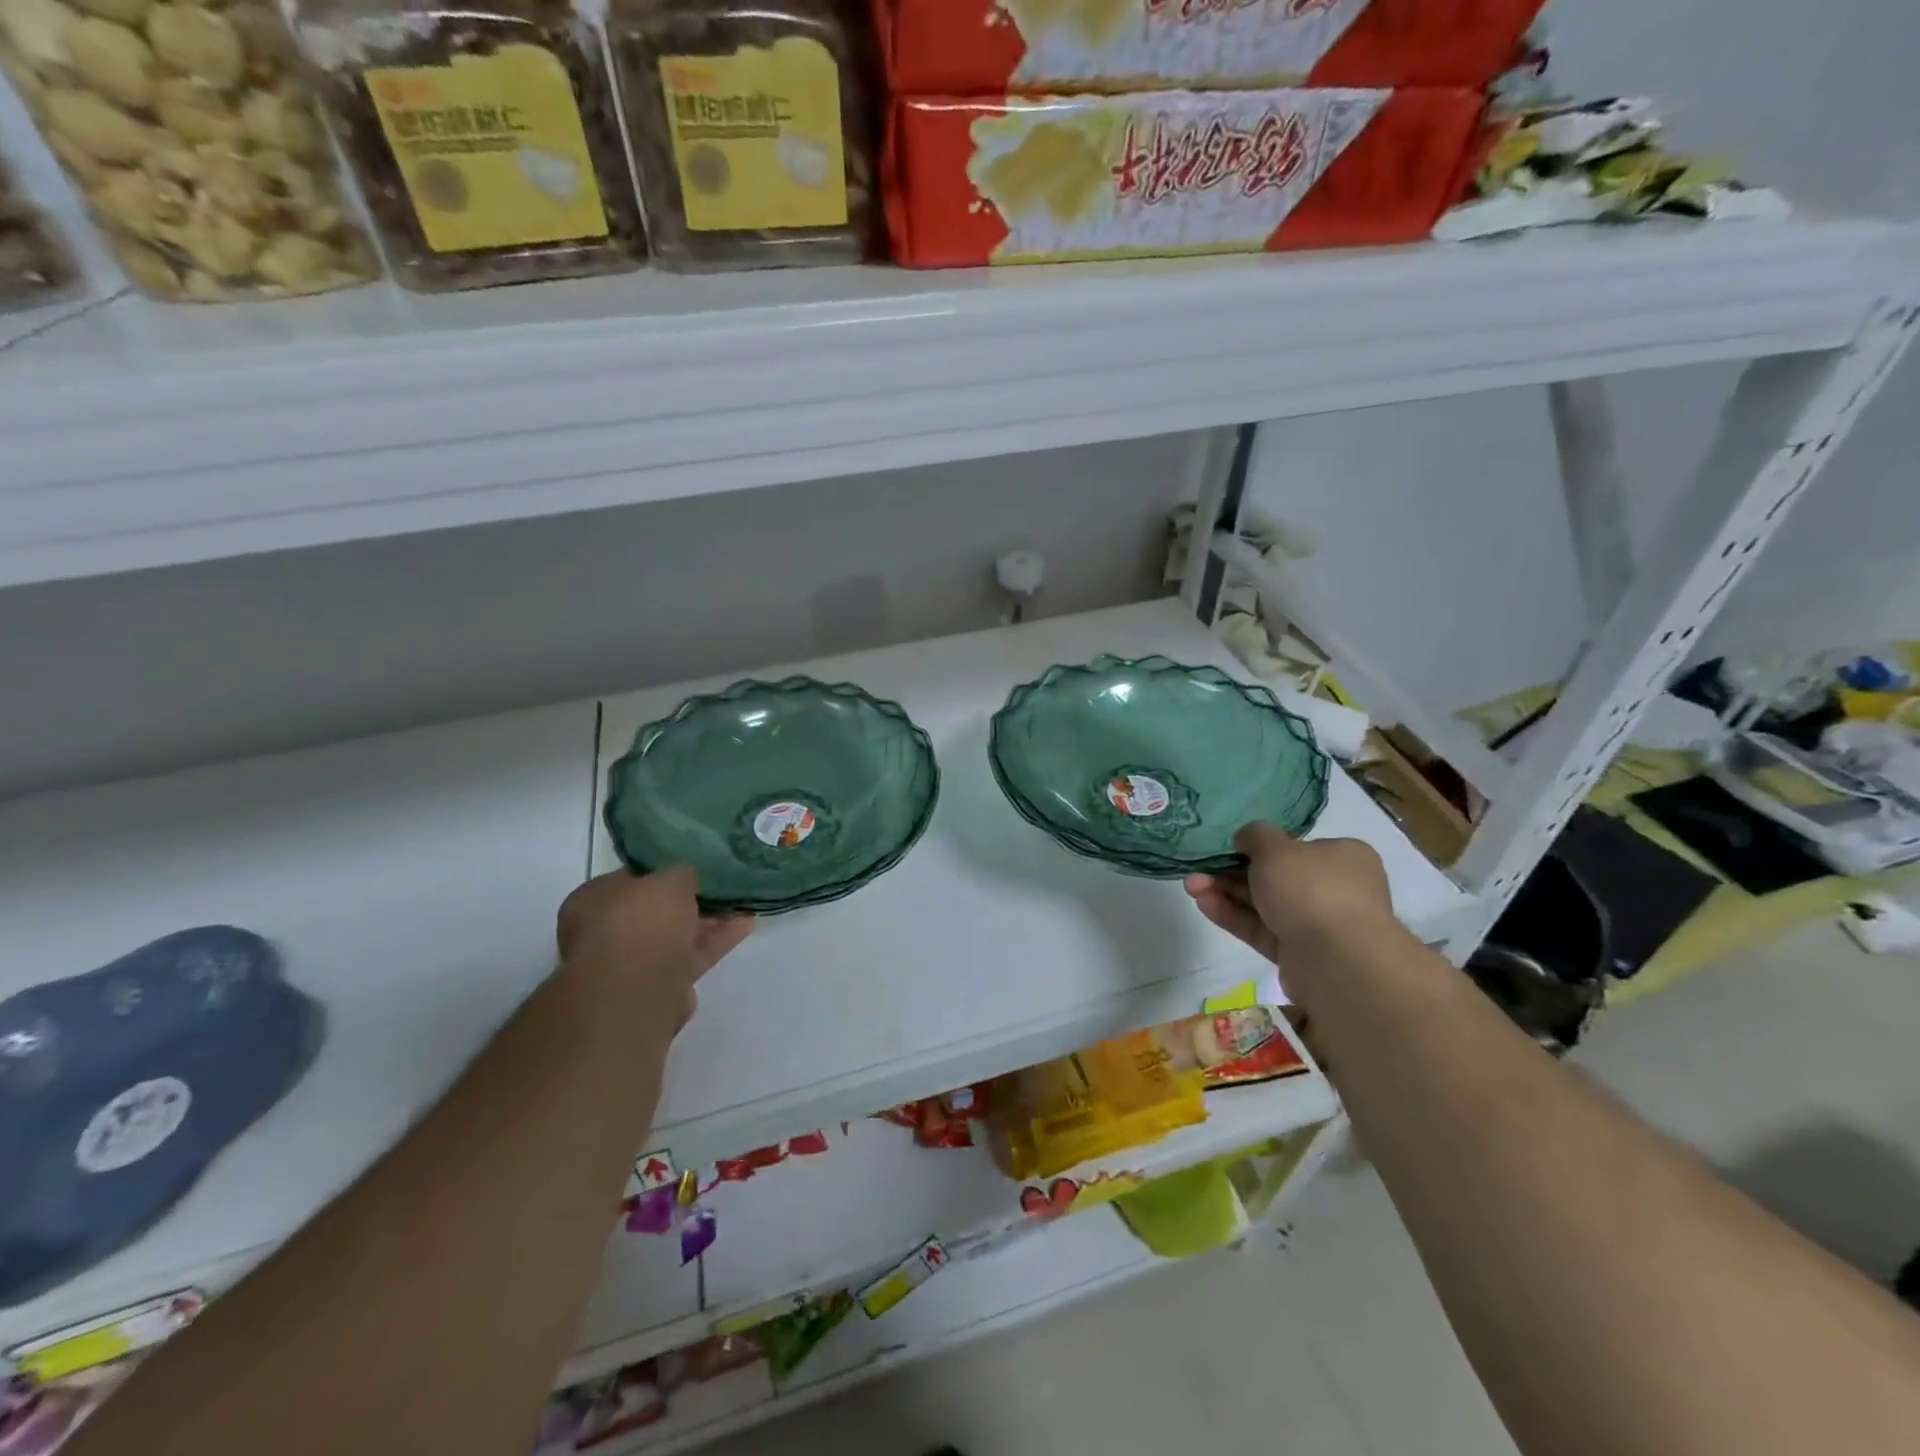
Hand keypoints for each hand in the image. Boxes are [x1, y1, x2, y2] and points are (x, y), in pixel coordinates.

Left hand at [556, 868, 751, 1028]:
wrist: (638, 989)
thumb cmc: (642, 921)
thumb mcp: (670, 879)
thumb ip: (681, 873)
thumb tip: (687, 875)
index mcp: (592, 900)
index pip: (630, 879)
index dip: (662, 871)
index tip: (691, 867)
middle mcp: (604, 932)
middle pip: (654, 911)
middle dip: (688, 901)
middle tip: (719, 887)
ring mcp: (630, 963)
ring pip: (675, 936)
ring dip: (707, 922)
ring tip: (741, 905)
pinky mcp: (658, 986)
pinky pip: (690, 957)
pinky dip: (715, 942)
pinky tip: (744, 926)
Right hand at [1184, 823, 1398, 965]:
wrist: (1337, 961)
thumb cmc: (1311, 889)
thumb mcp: (1275, 847)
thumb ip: (1255, 836)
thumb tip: (1246, 839)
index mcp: (1342, 857)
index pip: (1297, 847)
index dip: (1261, 846)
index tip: (1230, 846)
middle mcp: (1334, 889)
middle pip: (1274, 876)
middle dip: (1231, 871)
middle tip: (1198, 868)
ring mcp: (1316, 923)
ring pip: (1264, 903)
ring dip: (1226, 893)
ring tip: (1190, 886)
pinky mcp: (1298, 953)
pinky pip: (1261, 929)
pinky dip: (1233, 916)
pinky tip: (1203, 904)